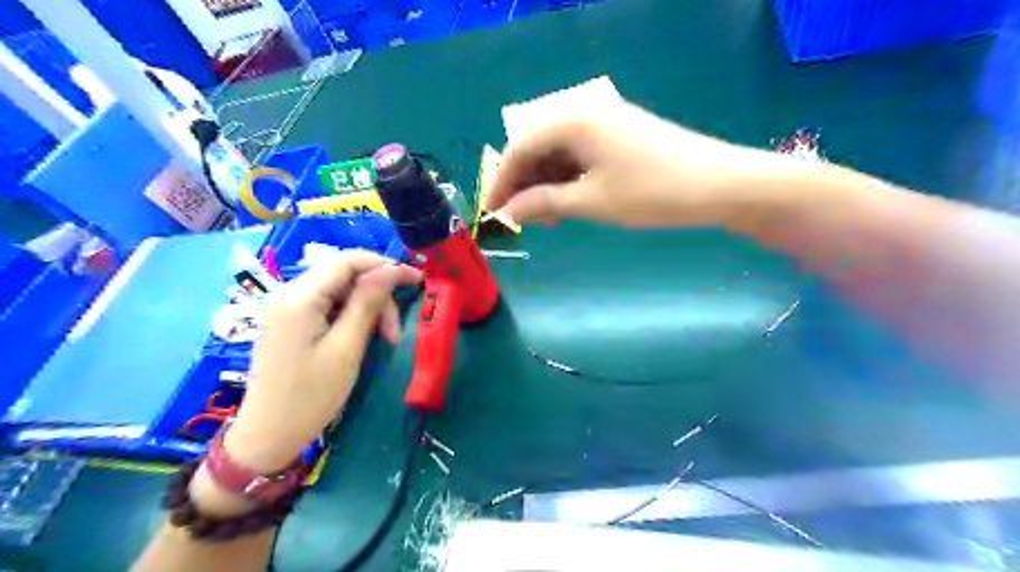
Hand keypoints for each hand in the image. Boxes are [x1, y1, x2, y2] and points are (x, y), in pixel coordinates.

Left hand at [224, 250, 422, 474]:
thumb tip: (390, 270)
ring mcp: (287, 308)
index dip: (385, 265)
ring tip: (385, 340)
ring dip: (368, 309)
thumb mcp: (346, 349)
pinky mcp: (291, 322)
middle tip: (395, 332)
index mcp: (299, 297)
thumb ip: (367, 303)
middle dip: (377, 296)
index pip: (348, 261)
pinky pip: (329, 306)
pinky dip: (352, 316)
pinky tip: (363, 337)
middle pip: (345, 276)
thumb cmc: (310, 396)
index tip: (416, 279)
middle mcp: (289, 293)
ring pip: (340, 291)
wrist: (267, 436)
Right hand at [483, 101, 786, 226]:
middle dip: (525, 185)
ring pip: (559, 154)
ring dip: (547, 185)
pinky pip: (580, 156)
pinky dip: (569, 180)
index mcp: (572, 121)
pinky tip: (569, 203)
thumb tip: (508, 211)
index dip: (502, 182)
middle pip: (538, 148)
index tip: (492, 212)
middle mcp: (584, 113)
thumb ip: (543, 203)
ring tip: (548, 219)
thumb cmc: (650, 193)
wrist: (718, 185)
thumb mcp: (590, 201)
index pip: (520, 149)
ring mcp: (605, 124)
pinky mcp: (620, 137)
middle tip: (522, 220)